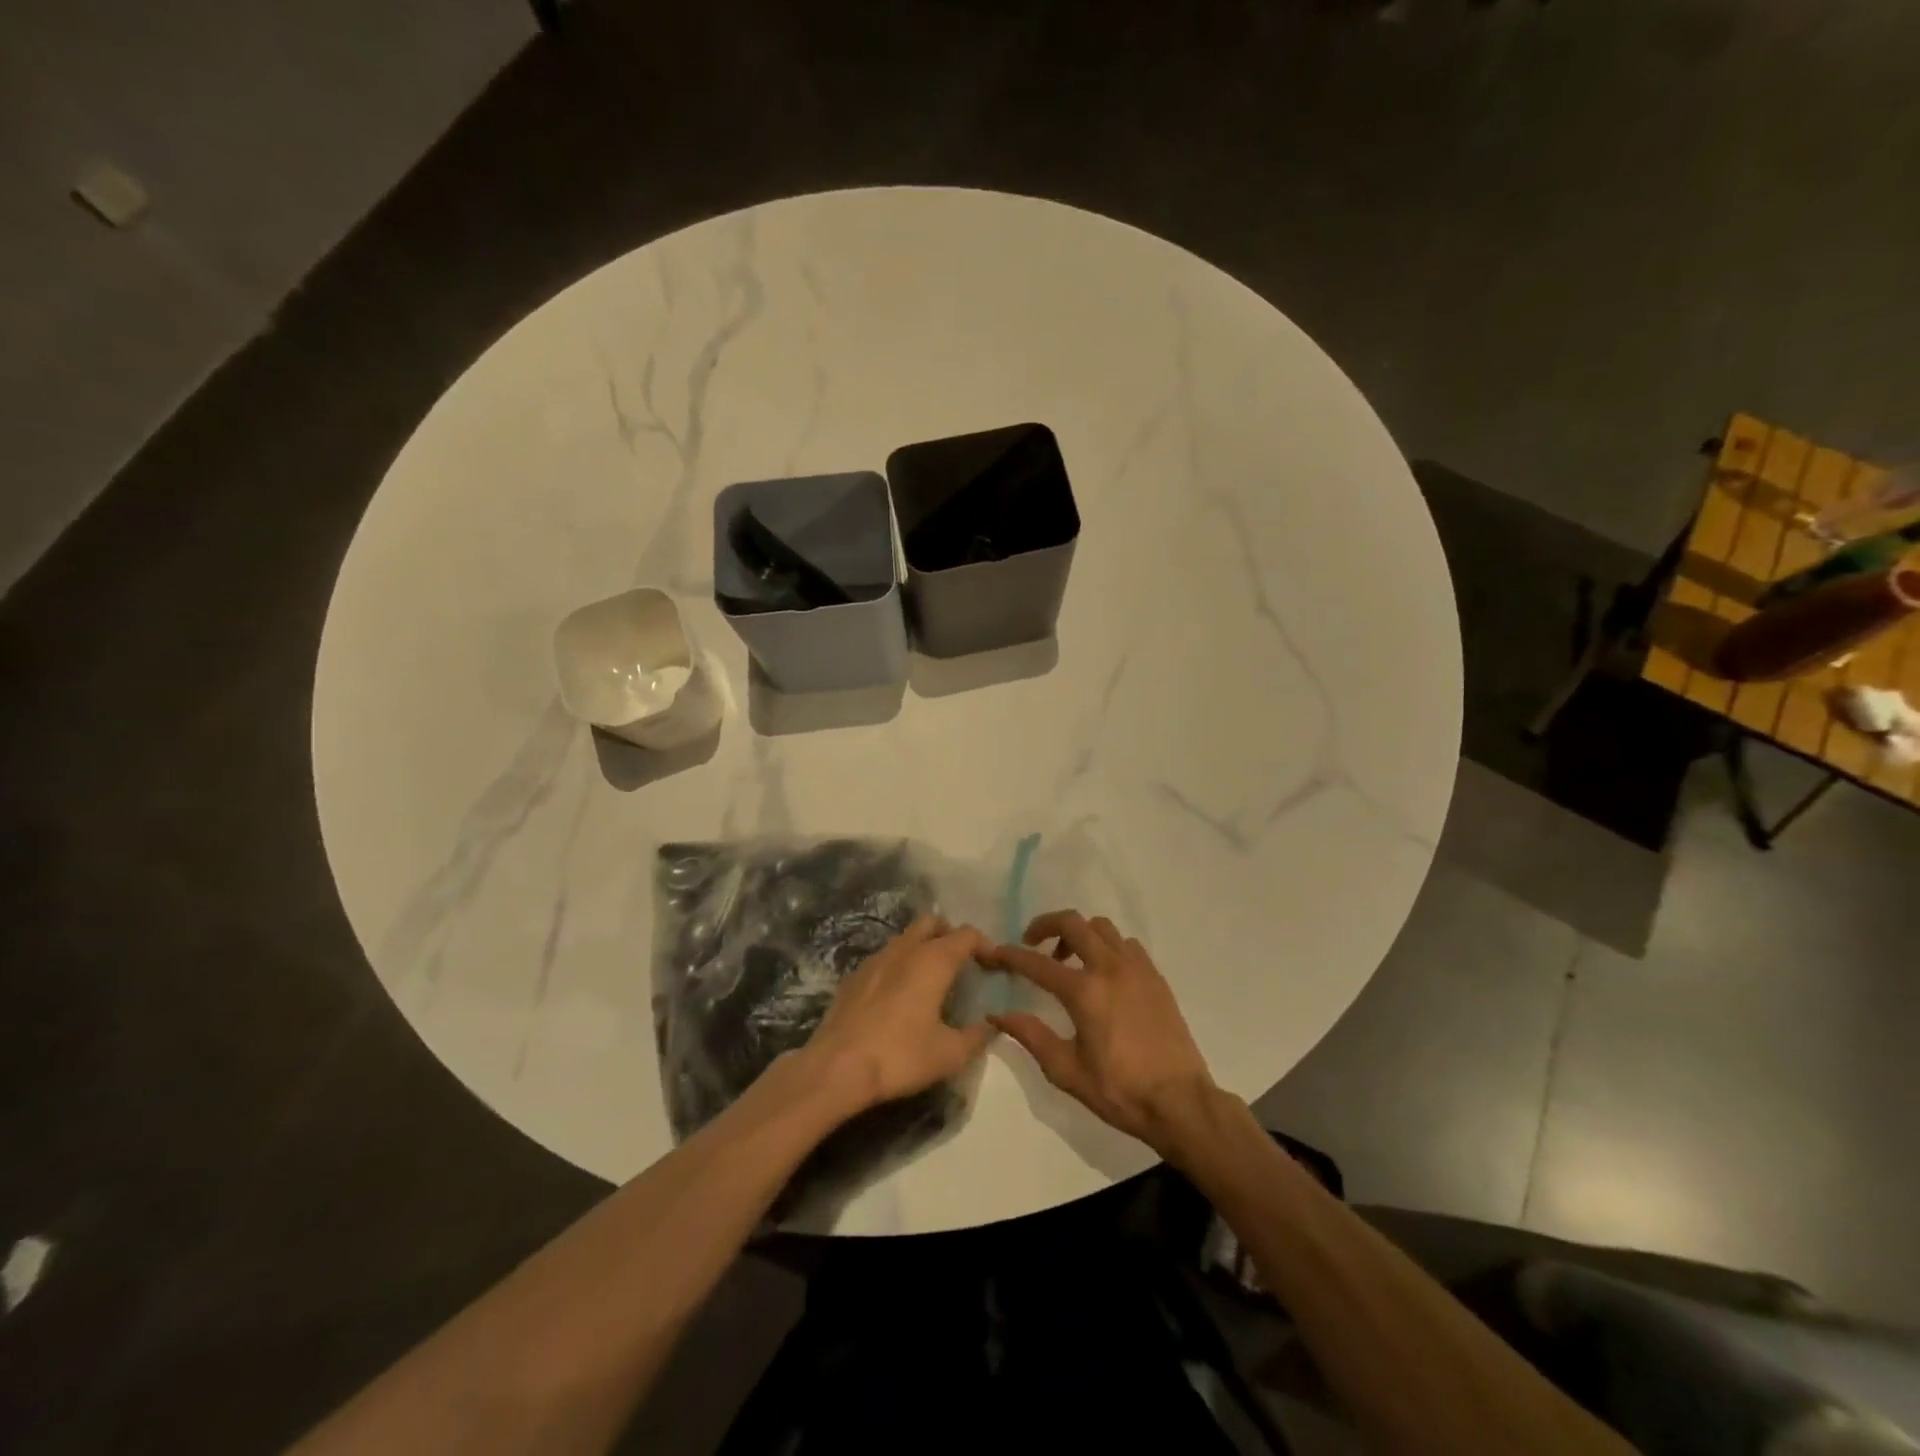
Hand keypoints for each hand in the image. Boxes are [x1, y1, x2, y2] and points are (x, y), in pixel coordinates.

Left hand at [797, 917, 992, 1115]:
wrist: (836, 1067)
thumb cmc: (900, 1056)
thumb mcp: (949, 1054)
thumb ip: (976, 1037)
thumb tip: (991, 1026)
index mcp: (933, 960)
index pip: (966, 934)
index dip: (984, 945)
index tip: (992, 965)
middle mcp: (904, 949)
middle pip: (932, 922)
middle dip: (950, 935)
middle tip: (961, 963)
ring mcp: (875, 959)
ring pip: (905, 937)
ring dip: (922, 947)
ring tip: (931, 979)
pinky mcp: (854, 976)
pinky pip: (885, 957)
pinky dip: (899, 964)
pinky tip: (899, 994)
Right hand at [984, 910, 1216, 1153]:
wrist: (1180, 1102)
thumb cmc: (1119, 1091)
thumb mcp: (1066, 1071)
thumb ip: (1031, 1036)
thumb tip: (999, 1015)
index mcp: (1084, 992)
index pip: (1037, 963)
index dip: (1011, 955)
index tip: (994, 953)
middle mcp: (1110, 968)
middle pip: (1072, 922)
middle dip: (1045, 925)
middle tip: (1032, 943)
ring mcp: (1137, 968)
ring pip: (1102, 927)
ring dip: (1079, 933)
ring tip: (1069, 959)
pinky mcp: (1155, 977)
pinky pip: (1126, 944)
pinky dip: (1107, 946)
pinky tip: (1104, 972)